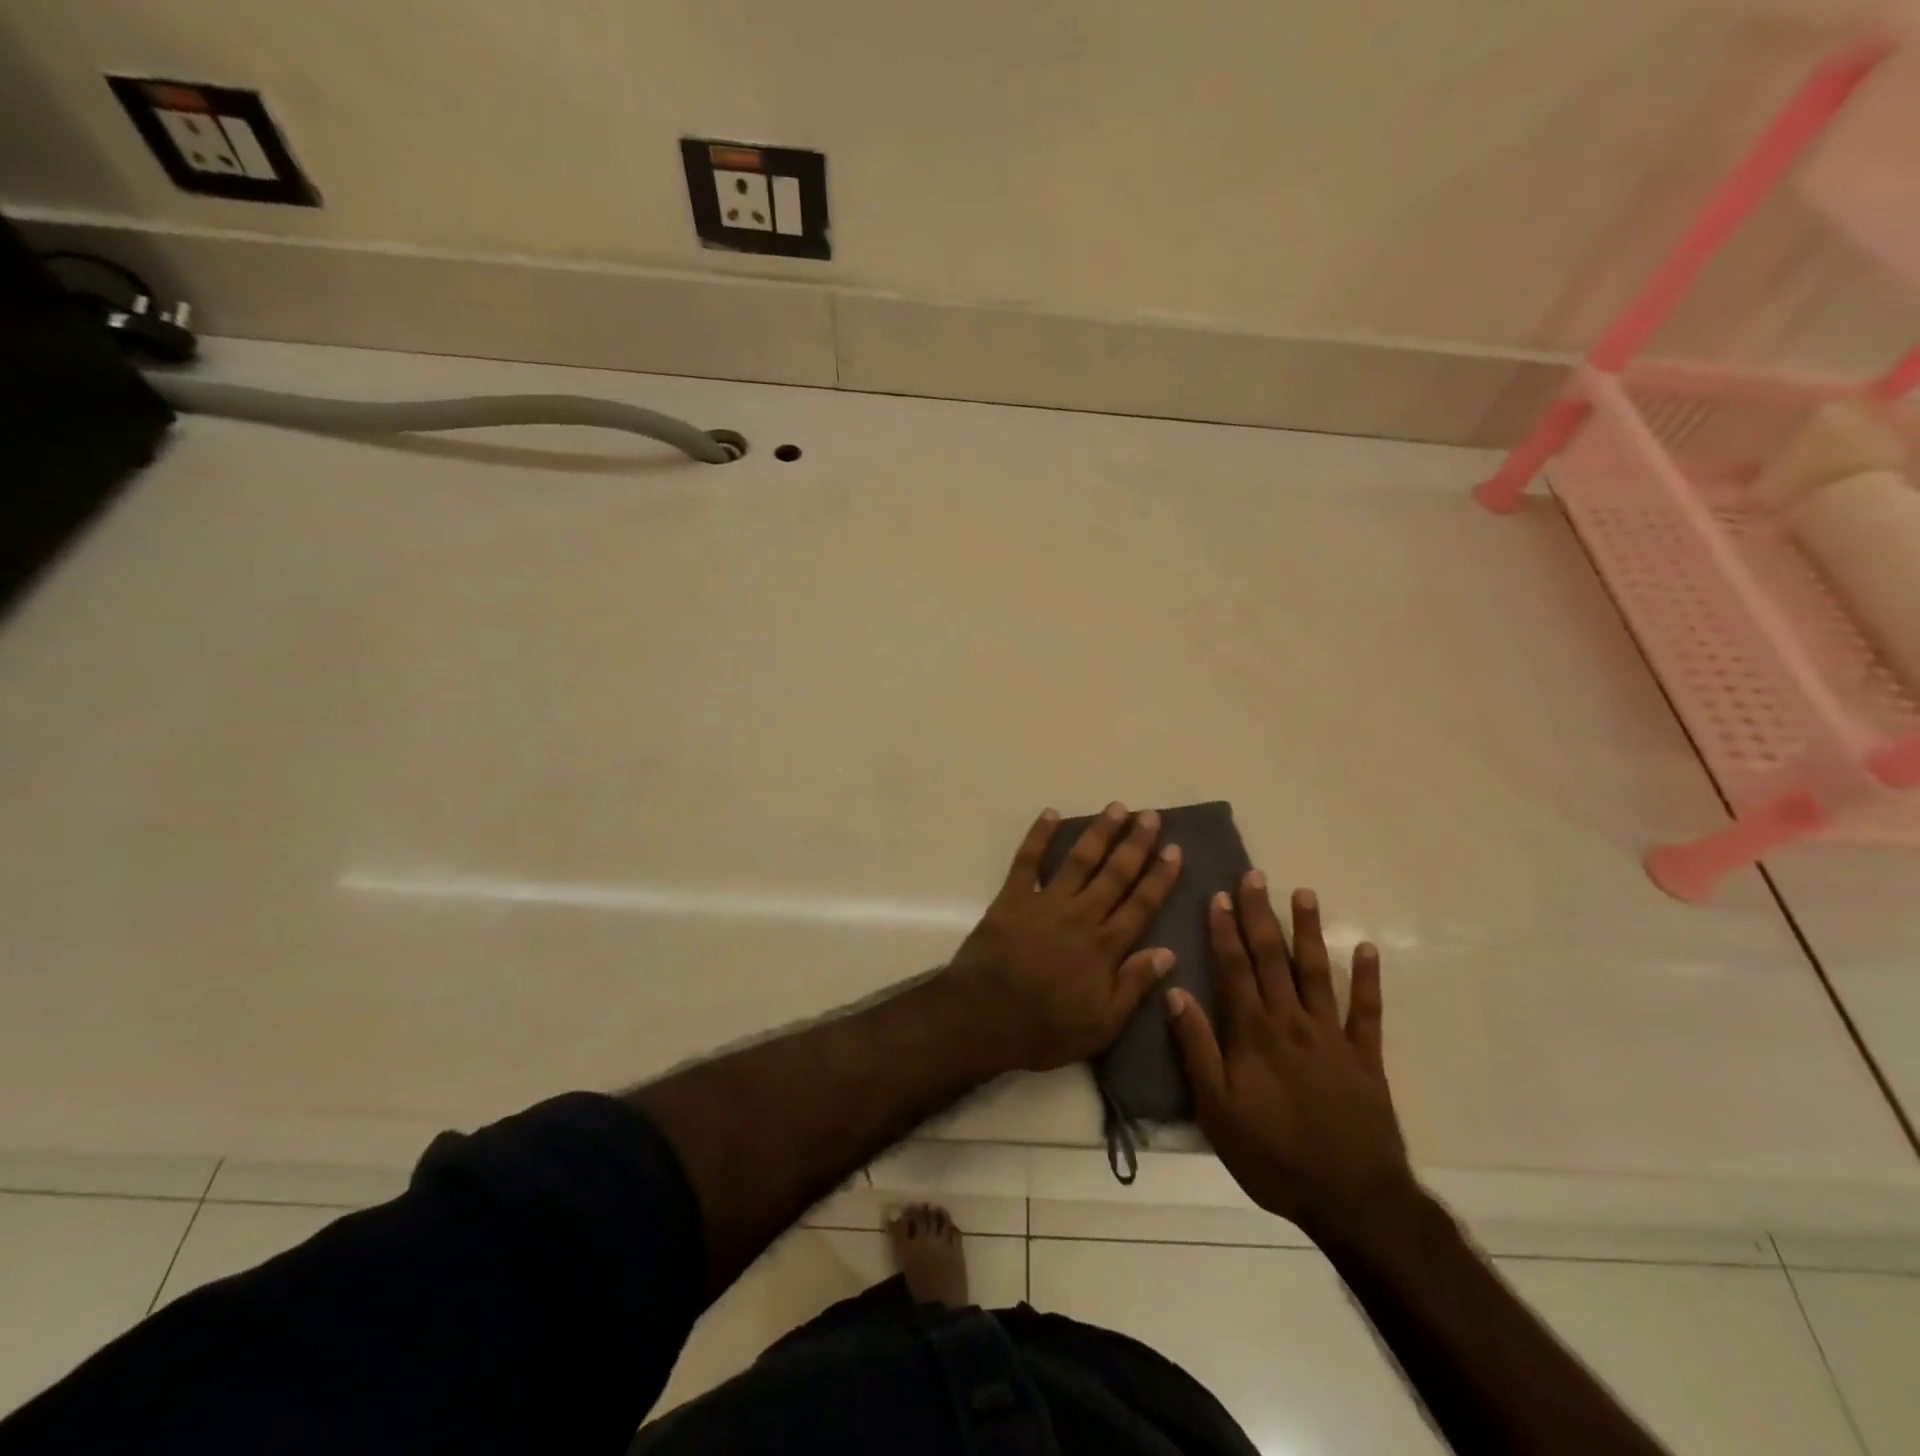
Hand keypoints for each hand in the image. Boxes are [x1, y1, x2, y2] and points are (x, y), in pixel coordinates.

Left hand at [947, 804, 1182, 1072]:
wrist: (983, 1018)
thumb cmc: (1044, 1029)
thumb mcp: (1101, 1025)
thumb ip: (1134, 986)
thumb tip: (1168, 953)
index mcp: (1104, 947)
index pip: (1141, 905)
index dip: (1159, 877)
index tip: (1174, 850)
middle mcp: (1080, 916)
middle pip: (1115, 874)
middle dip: (1135, 844)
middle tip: (1150, 816)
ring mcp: (1045, 903)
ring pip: (1079, 860)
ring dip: (1098, 833)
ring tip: (1116, 808)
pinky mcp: (1012, 898)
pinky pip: (1027, 861)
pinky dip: (1038, 836)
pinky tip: (1050, 814)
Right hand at [1167, 875, 1414, 1238]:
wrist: (1351, 1198)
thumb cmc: (1272, 1155)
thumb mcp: (1215, 1109)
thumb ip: (1196, 1047)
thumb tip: (1174, 991)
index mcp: (1253, 1033)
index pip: (1234, 969)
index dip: (1225, 931)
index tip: (1220, 896)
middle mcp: (1291, 1022)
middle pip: (1271, 959)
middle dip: (1260, 916)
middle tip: (1256, 877)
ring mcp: (1332, 1036)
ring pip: (1316, 972)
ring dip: (1307, 931)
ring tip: (1303, 894)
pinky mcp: (1364, 1057)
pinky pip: (1367, 1011)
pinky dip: (1368, 979)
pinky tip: (1366, 949)